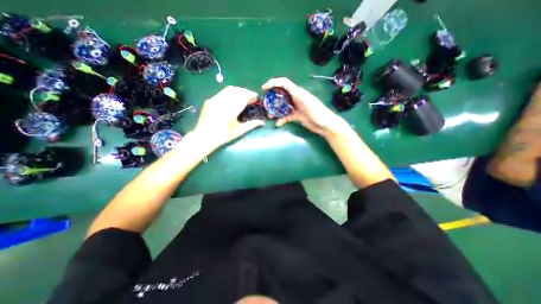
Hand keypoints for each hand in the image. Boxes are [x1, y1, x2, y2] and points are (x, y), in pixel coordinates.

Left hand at [193, 86, 265, 148]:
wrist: (204, 137)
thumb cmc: (223, 136)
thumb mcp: (239, 131)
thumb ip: (252, 124)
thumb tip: (262, 122)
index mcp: (232, 109)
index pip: (244, 96)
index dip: (251, 95)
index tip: (256, 98)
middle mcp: (223, 101)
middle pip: (238, 91)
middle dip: (246, 92)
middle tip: (251, 98)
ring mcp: (215, 99)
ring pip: (229, 89)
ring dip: (238, 91)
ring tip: (242, 97)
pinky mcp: (210, 100)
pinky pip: (222, 92)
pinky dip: (230, 93)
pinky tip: (232, 99)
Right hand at [261, 79, 341, 135]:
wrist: (325, 124)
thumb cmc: (317, 112)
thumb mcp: (307, 101)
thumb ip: (298, 94)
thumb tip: (288, 88)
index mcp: (298, 92)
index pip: (284, 83)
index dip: (273, 83)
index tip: (264, 88)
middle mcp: (296, 98)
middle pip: (281, 95)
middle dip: (272, 98)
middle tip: (265, 104)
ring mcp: (296, 107)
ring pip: (282, 107)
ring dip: (275, 110)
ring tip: (270, 115)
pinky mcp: (297, 116)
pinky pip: (287, 116)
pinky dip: (282, 119)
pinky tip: (278, 124)